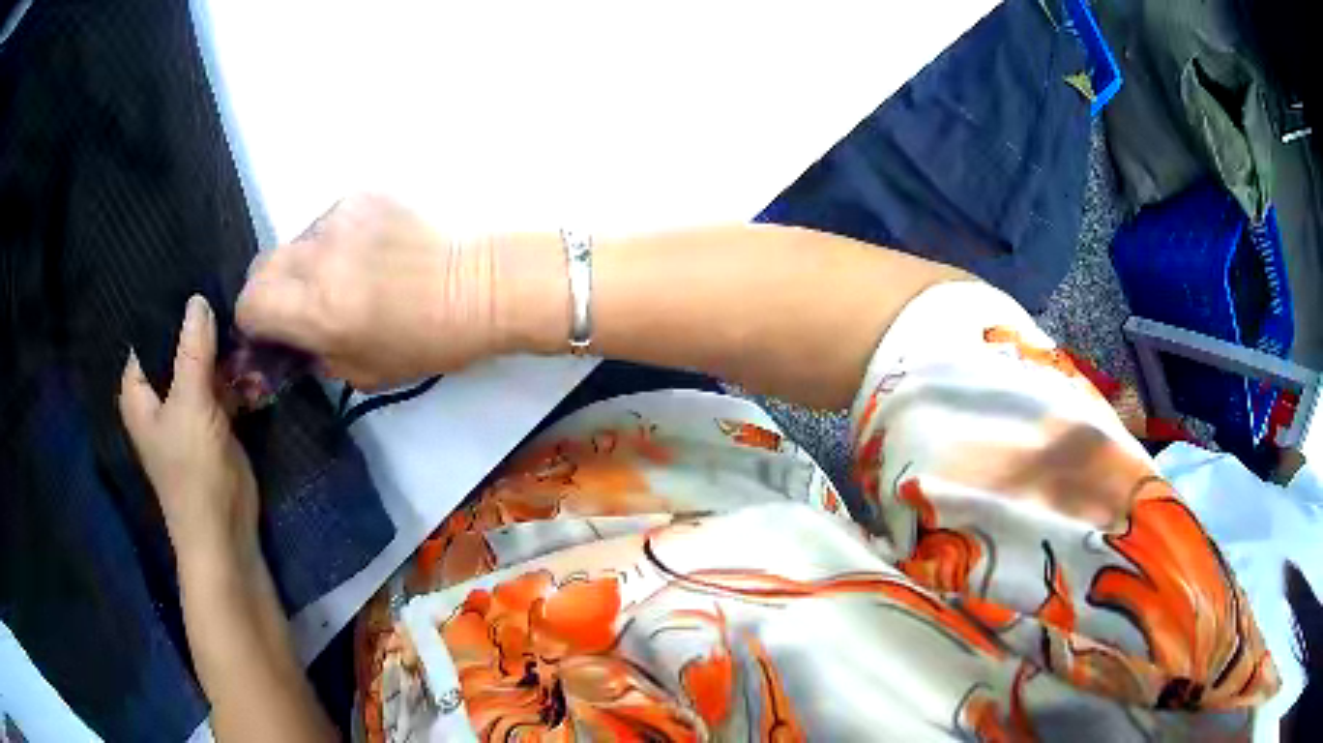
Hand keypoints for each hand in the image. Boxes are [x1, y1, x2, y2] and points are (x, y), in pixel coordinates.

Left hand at [119, 295, 259, 577]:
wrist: (224, 532)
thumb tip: (198, 298)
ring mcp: (189, 409)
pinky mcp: (215, 423)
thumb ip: (193, 349)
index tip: (195, 278)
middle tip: (231, 300)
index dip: (168, 309)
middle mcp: (161, 395)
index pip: (148, 335)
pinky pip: (224, 388)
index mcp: (140, 391)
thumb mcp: (190, 403)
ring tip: (250, 334)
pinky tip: (257, 370)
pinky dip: (238, 379)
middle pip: (179, 347)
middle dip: (204, 329)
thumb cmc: (192, 470)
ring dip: (226, 355)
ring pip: (205, 366)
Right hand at [235, 194, 520, 389]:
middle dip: (269, 291)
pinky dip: (333, 242)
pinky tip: (367, 254)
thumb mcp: (362, 370)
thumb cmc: (425, 340)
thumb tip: (294, 340)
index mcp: (316, 306)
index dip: (254, 322)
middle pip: (260, 266)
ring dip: (303, 264)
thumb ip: (315, 354)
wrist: (477, 285)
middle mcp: (318, 254)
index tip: (272, 332)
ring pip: (294, 242)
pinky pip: (326, 222)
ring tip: (344, 278)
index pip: (249, 304)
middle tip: (298, 308)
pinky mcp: (361, 195)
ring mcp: (339, 217)